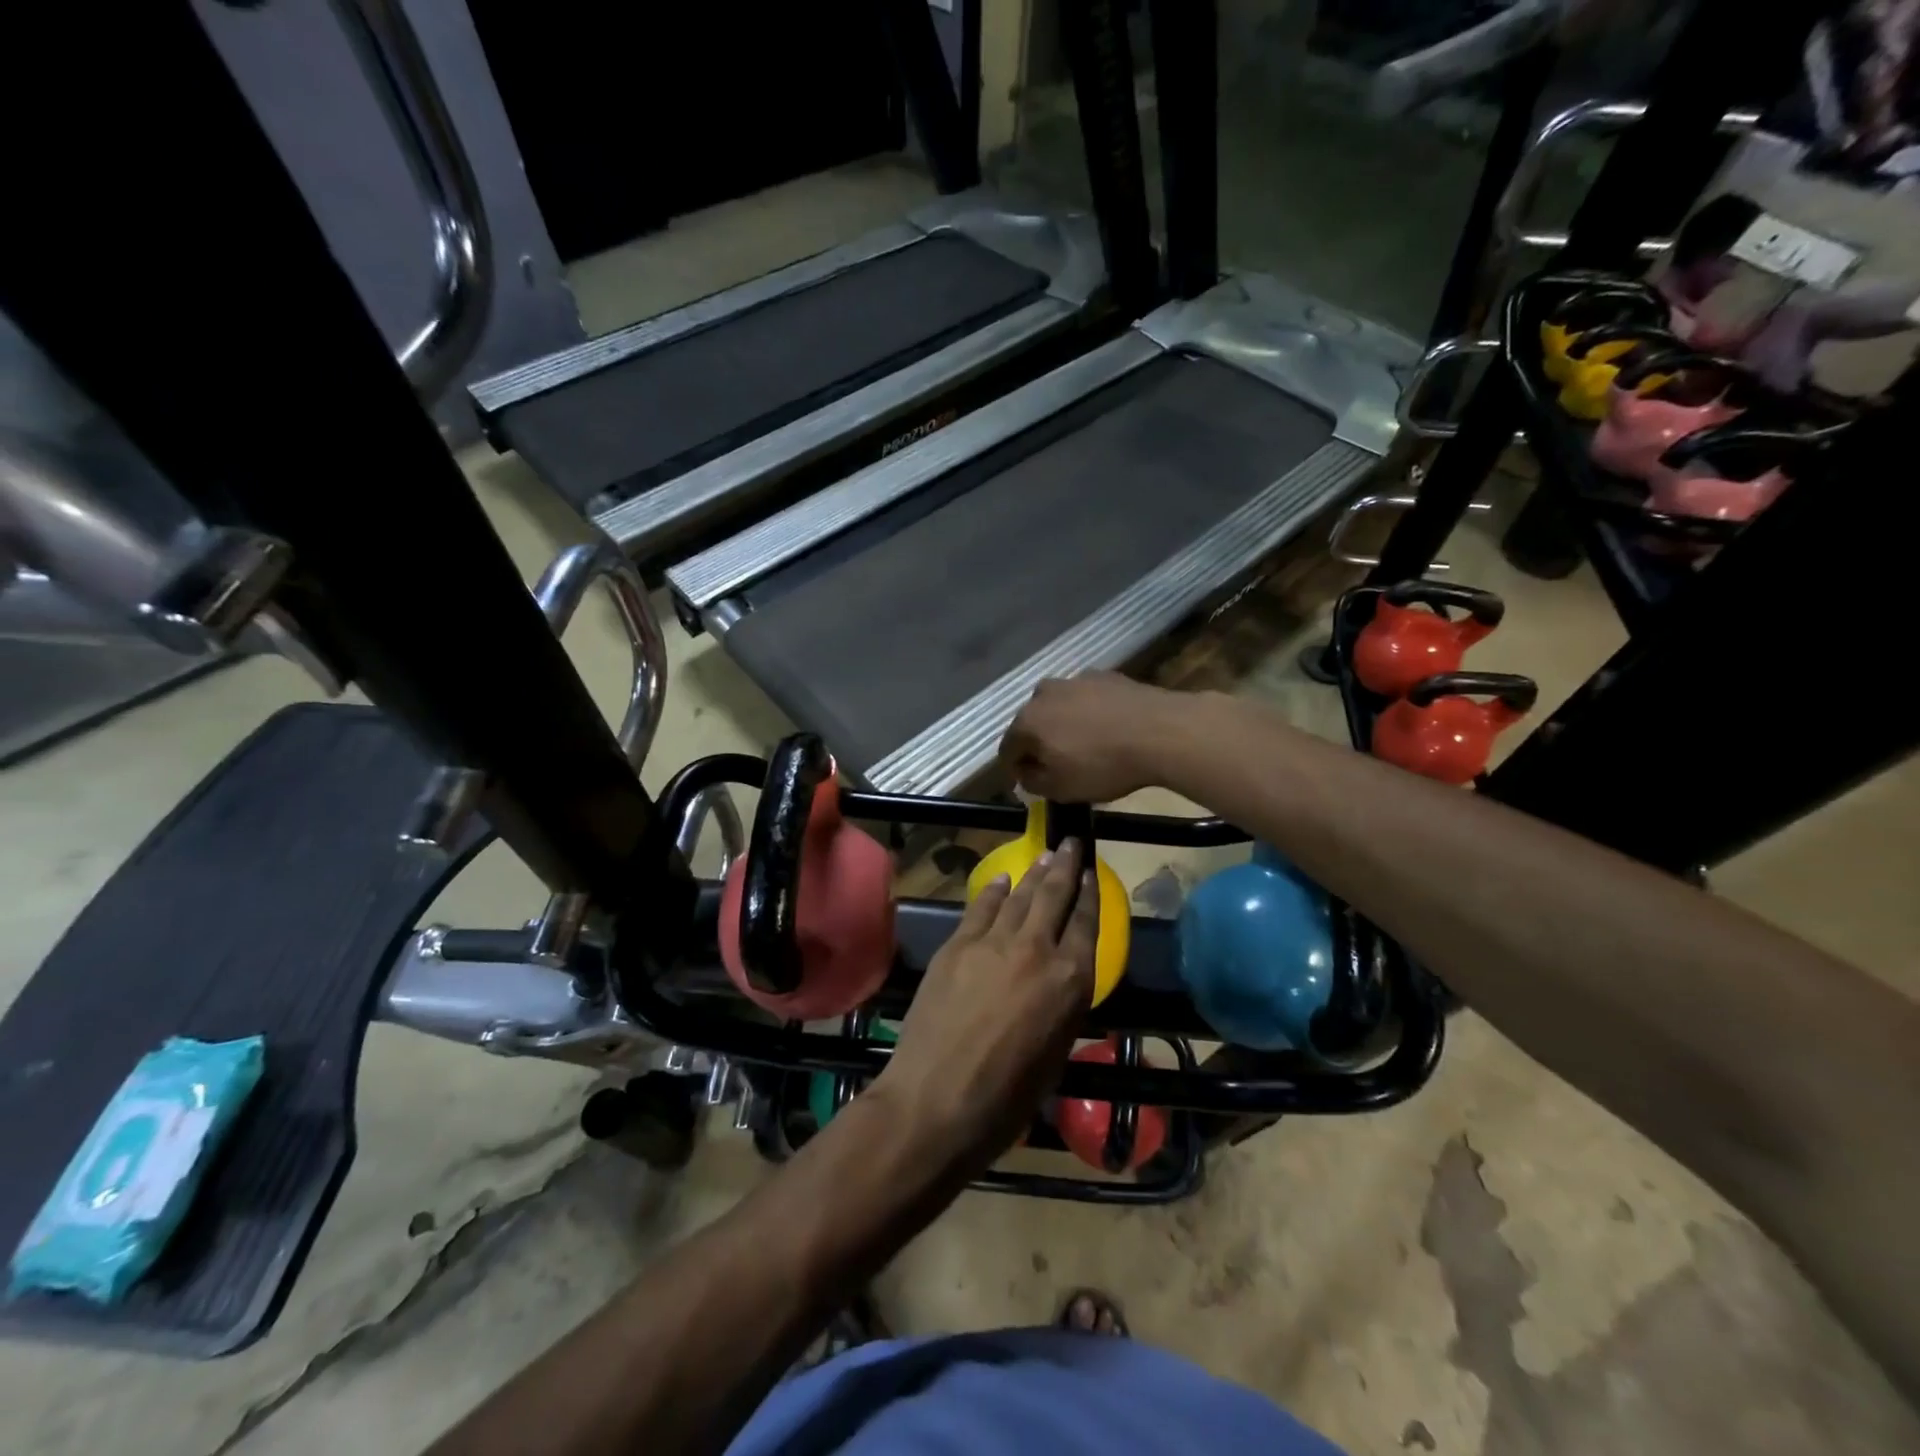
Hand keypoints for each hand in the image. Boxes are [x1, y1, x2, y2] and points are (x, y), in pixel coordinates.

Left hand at [874, 842, 1099, 1174]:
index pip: (1087, 924)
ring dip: (1034, 873)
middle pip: (1054, 896)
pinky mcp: (957, 945)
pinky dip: (995, 891)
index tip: (1092, 873)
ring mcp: (993, 942)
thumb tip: (1060, 984)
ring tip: (1045, 855)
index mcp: (1070, 981)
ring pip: (1020, 896)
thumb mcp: (1054, 1056)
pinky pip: (981, 908)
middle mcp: (1036, 950)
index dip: (1091, 895)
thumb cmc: (1005, 1098)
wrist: (935, 1100)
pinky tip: (1002, 881)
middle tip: (1071, 844)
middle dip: (1066, 866)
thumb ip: (1062, 1008)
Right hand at [998, 673, 1186, 802]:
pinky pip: (1086, 699)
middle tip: (1055, 765)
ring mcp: (1075, 680)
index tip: (1026, 785)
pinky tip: (1107, 728)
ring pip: (1059, 708)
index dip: (1014, 771)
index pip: (1007, 750)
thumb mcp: (1061, 789)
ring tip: (1084, 745)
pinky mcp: (1105, 675)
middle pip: (1031, 724)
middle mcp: (1043, 694)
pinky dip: (1089, 713)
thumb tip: (1026, 773)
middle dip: (1038, 744)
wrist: (1161, 732)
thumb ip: (1033, 782)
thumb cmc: (1104, 765)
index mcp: (1026, 722)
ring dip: (1063, 725)